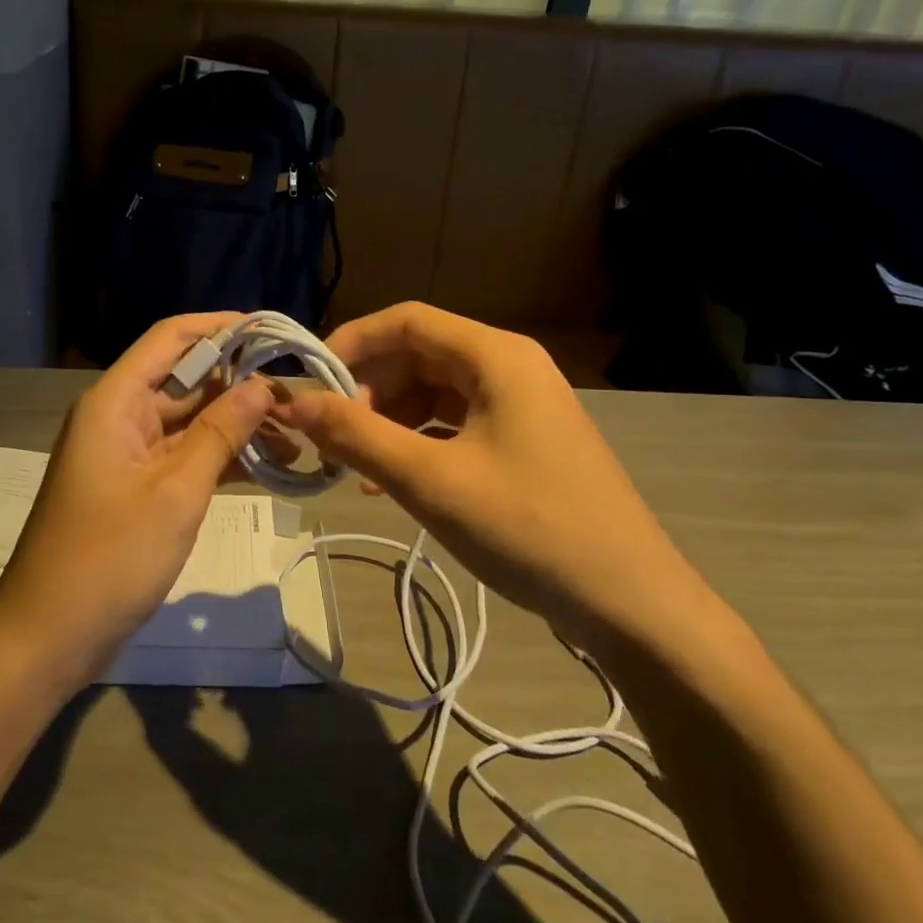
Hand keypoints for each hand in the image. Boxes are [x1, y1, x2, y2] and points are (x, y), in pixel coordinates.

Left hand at [0, 314, 275, 676]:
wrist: (48, 638)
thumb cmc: (109, 558)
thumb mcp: (175, 492)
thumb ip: (220, 432)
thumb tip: (261, 385)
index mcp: (115, 402)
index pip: (171, 338)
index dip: (220, 327)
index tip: (272, 332)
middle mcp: (119, 417)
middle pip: (185, 380)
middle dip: (240, 385)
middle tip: (299, 398)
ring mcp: (128, 455)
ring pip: (190, 422)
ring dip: (237, 426)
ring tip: (296, 436)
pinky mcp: (137, 489)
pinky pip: (184, 458)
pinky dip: (221, 460)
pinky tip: (269, 468)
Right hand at [272, 303, 714, 649]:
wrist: (629, 602)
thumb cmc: (528, 527)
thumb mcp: (429, 480)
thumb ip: (356, 436)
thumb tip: (294, 404)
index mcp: (495, 355)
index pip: (406, 320)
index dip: (352, 343)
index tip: (310, 384)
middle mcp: (509, 366)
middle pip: (418, 355)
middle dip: (368, 390)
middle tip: (331, 436)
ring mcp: (520, 404)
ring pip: (433, 392)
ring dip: (388, 421)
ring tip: (355, 465)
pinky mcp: (522, 440)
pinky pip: (454, 424)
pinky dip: (417, 443)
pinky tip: (390, 481)